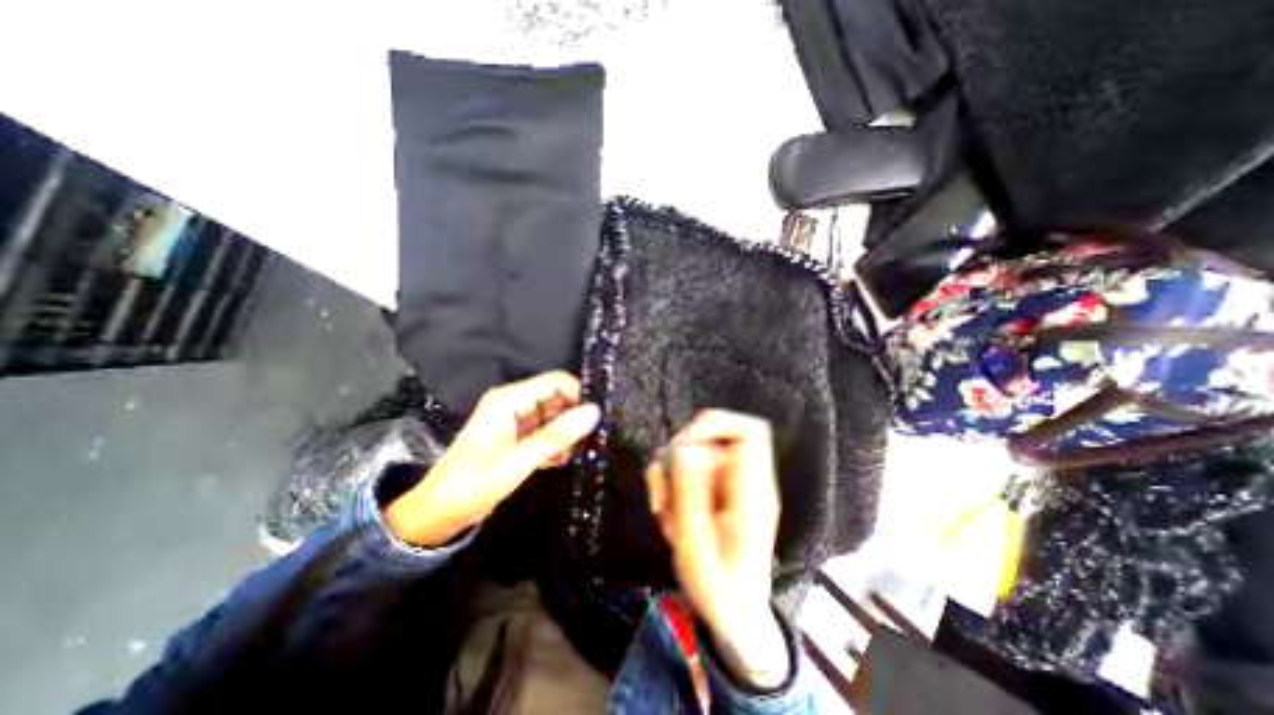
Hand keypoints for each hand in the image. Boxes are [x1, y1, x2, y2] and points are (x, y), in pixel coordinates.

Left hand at [385, 370, 599, 547]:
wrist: (439, 514)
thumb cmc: (473, 484)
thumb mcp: (518, 460)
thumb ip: (557, 435)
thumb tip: (594, 411)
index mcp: (509, 399)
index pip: (555, 381)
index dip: (578, 394)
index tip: (596, 418)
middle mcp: (514, 403)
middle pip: (557, 397)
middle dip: (574, 416)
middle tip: (589, 439)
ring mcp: (517, 420)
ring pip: (555, 416)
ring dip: (566, 433)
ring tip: (572, 453)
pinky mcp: (519, 437)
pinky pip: (547, 431)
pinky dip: (556, 444)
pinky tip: (557, 460)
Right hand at [647, 412, 787, 690]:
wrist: (734, 615)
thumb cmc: (719, 590)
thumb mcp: (696, 547)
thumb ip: (691, 494)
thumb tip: (686, 448)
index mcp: (753, 492)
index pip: (749, 432)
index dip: (716, 424)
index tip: (682, 446)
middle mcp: (744, 479)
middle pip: (711, 437)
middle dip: (677, 459)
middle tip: (662, 497)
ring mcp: (729, 484)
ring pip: (693, 451)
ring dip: (669, 476)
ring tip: (665, 514)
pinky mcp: (716, 489)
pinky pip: (688, 468)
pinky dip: (671, 484)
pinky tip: (668, 513)